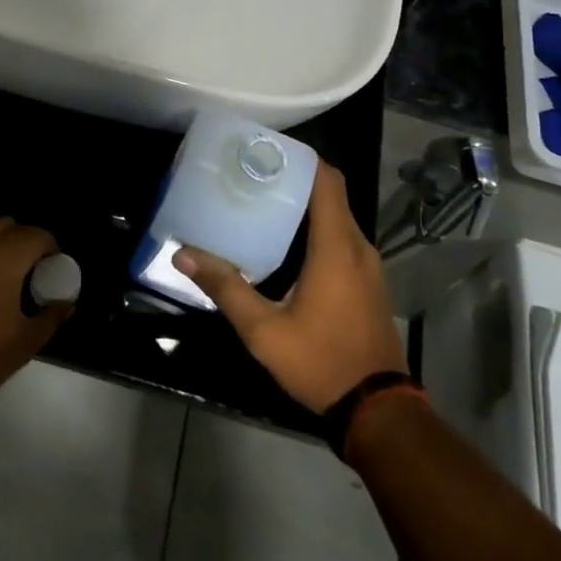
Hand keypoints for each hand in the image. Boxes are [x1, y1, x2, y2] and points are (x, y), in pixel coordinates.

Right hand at [176, 161, 405, 413]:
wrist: (377, 409)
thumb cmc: (320, 361)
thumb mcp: (263, 330)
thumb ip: (225, 288)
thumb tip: (183, 254)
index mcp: (336, 247)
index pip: (327, 181)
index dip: (302, 159)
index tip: (267, 151)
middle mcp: (358, 247)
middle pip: (331, 194)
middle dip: (295, 179)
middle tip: (253, 175)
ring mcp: (369, 265)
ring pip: (338, 217)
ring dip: (306, 205)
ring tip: (263, 202)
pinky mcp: (369, 282)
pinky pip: (344, 238)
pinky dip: (318, 228)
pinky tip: (287, 244)